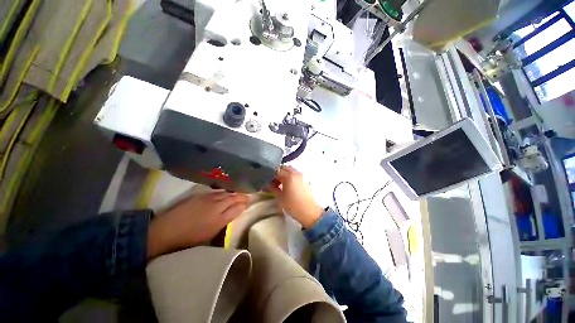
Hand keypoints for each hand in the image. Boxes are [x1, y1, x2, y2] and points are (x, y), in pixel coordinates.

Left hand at [147, 192, 248, 258]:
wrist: (166, 230)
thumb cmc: (190, 236)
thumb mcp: (211, 233)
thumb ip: (226, 220)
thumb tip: (237, 210)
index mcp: (220, 216)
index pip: (237, 207)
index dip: (244, 203)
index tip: (249, 202)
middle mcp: (216, 204)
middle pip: (233, 197)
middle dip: (242, 196)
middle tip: (247, 196)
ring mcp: (208, 198)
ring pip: (226, 193)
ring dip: (234, 193)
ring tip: (239, 193)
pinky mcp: (200, 195)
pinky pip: (217, 191)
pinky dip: (224, 192)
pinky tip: (225, 193)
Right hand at [270, 166, 323, 228]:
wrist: (309, 212)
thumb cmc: (293, 205)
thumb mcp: (280, 197)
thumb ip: (272, 188)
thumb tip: (267, 184)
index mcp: (289, 176)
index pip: (276, 171)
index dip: (270, 175)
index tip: (266, 181)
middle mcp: (295, 173)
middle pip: (284, 168)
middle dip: (277, 172)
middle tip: (273, 181)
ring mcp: (301, 176)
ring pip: (290, 170)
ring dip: (284, 173)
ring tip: (280, 183)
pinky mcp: (305, 180)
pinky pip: (295, 174)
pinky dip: (290, 176)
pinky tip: (287, 185)